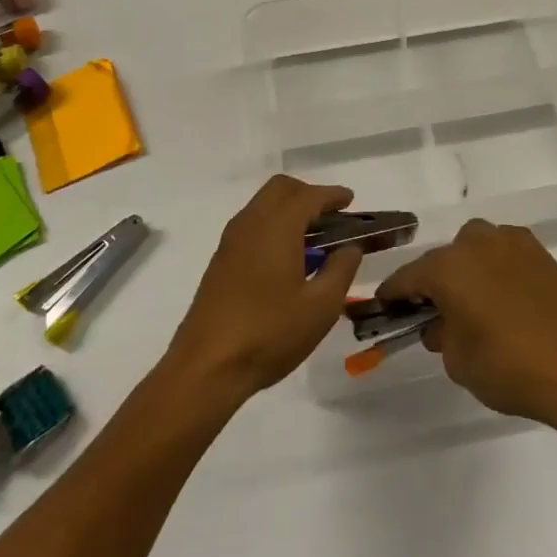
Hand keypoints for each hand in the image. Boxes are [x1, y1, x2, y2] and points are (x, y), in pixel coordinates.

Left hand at [165, 175, 362, 403]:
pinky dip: (273, 225)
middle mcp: (251, 223)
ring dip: (288, 209)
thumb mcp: (320, 307)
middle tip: (330, 216)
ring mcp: (231, 241)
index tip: (349, 199)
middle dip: (308, 194)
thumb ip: (341, 270)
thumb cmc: (269, 333)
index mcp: (277, 227)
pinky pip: (251, 224)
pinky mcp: (220, 260)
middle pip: (280, 189)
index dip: (332, 195)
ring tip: (313, 238)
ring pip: (262, 204)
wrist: (206, 367)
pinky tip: (286, 258)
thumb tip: (350, 248)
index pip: (309, 196)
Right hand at [377, 219, 556, 424]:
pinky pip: (504, 253)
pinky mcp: (538, 251)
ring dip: (467, 269)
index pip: (408, 277)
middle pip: (443, 259)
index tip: (385, 305)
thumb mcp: (458, 361)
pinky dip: (496, 268)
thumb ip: (440, 335)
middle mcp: (475, 243)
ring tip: (474, 302)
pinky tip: (504, 296)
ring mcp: (510, 242)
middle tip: (435, 312)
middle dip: (434, 282)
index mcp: (447, 267)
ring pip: (475, 248)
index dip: (393, 293)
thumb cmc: (508, 366)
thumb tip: (439, 323)